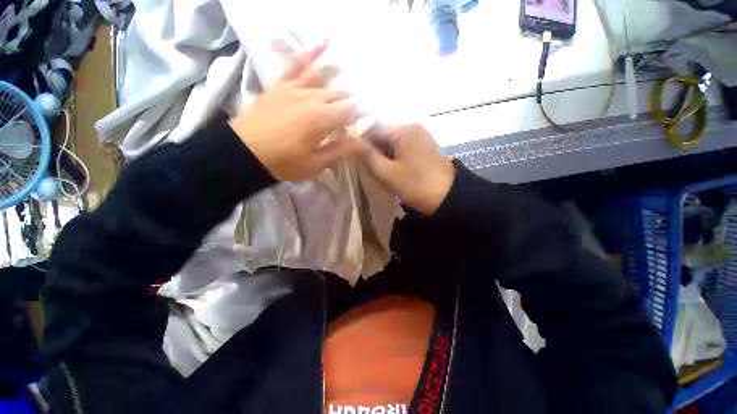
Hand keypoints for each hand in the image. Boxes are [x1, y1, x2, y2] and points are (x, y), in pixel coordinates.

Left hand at [229, 44, 360, 181]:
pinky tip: (327, 41)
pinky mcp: (282, 84)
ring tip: (353, 74)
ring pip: (325, 77)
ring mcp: (296, 88)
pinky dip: (312, 52)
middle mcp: (313, 98)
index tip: (365, 123)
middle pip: (340, 95)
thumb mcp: (315, 164)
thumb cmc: (284, 162)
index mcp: (323, 119)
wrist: (245, 152)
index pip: (350, 111)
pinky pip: (298, 64)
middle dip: (350, 103)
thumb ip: (340, 151)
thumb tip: (361, 143)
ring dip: (341, 77)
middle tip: (352, 115)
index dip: (361, 116)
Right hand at [359, 124, 454, 215]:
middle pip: (383, 133)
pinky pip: (402, 146)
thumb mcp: (387, 172)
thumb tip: (347, 141)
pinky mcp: (424, 146)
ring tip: (378, 168)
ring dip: (382, 152)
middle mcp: (412, 126)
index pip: (372, 128)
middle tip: (366, 166)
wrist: (447, 197)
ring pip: (392, 140)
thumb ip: (366, 155)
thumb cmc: (415, 185)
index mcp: (403, 129)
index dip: (360, 142)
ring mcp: (420, 136)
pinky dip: (393, 154)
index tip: (352, 156)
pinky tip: (391, 167)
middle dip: (372, 148)